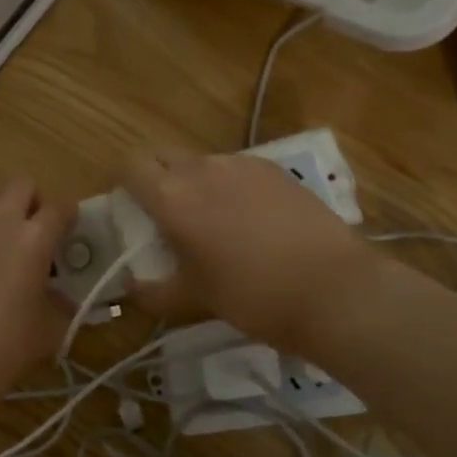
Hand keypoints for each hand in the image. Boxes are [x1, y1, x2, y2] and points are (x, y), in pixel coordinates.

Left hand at [0, 178, 73, 408]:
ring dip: (2, 205)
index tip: (71, 228)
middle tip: (36, 229)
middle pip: (20, 184)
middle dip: (34, 200)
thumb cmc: (5, 346)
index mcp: (33, 239)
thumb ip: (63, 306)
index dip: (70, 214)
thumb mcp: (49, 330)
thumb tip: (66, 298)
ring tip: (5, 236)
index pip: (60, 208)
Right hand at [118, 147, 372, 353]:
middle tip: (166, 214)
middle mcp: (202, 170)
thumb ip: (153, 291)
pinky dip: (230, 186)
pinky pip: (237, 169)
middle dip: (156, 177)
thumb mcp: (193, 300)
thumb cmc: (251, 296)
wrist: (332, 289)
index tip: (130, 206)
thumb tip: (131, 286)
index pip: (130, 166)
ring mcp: (242, 165)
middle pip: (163, 156)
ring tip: (214, 220)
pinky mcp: (275, 170)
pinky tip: (251, 219)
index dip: (124, 182)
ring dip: (194, 182)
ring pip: (201, 163)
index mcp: (172, 198)